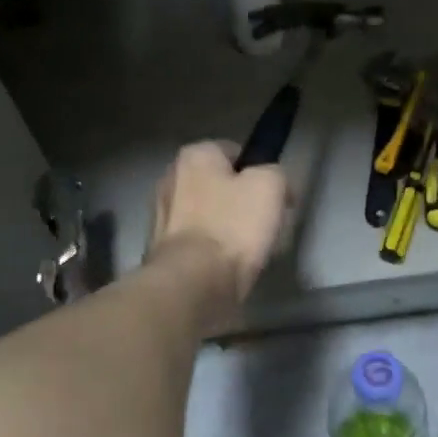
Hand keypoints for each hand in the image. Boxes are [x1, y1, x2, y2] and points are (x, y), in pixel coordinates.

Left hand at [144, 142, 289, 315]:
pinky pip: (198, 241)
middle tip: (267, 222)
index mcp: (194, 156)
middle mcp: (170, 178)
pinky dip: (213, 250)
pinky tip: (229, 265)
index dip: (260, 170)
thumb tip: (270, 182)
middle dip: (243, 200)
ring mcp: (161, 215)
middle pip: (220, 184)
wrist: (193, 284)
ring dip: (228, 227)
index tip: (276, 195)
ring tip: (250, 249)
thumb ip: (274, 172)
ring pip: (209, 214)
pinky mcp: (162, 248)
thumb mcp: (270, 186)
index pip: (235, 152)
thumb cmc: (232, 226)